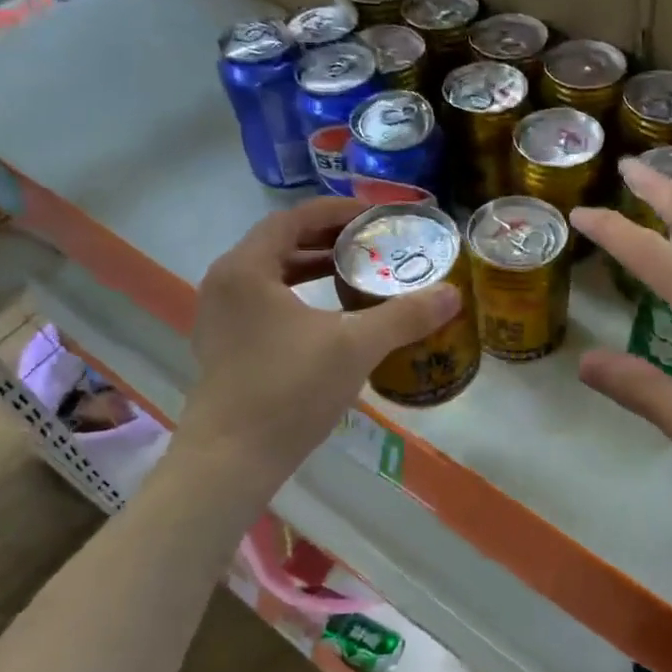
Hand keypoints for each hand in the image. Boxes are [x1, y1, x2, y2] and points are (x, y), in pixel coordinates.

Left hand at [184, 197, 460, 482]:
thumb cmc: (289, 390)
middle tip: (369, 243)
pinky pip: (262, 304)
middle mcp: (225, 284)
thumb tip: (452, 295)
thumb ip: (404, 316)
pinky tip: (327, 318)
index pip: (293, 219)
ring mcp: (218, 318)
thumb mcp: (355, 346)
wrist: (232, 459)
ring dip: (310, 269)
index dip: (336, 211)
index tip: (373, 215)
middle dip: (326, 240)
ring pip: (269, 276)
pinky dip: (296, 297)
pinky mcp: (222, 348)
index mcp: (246, 268)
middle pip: (279, 244)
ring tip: (352, 273)